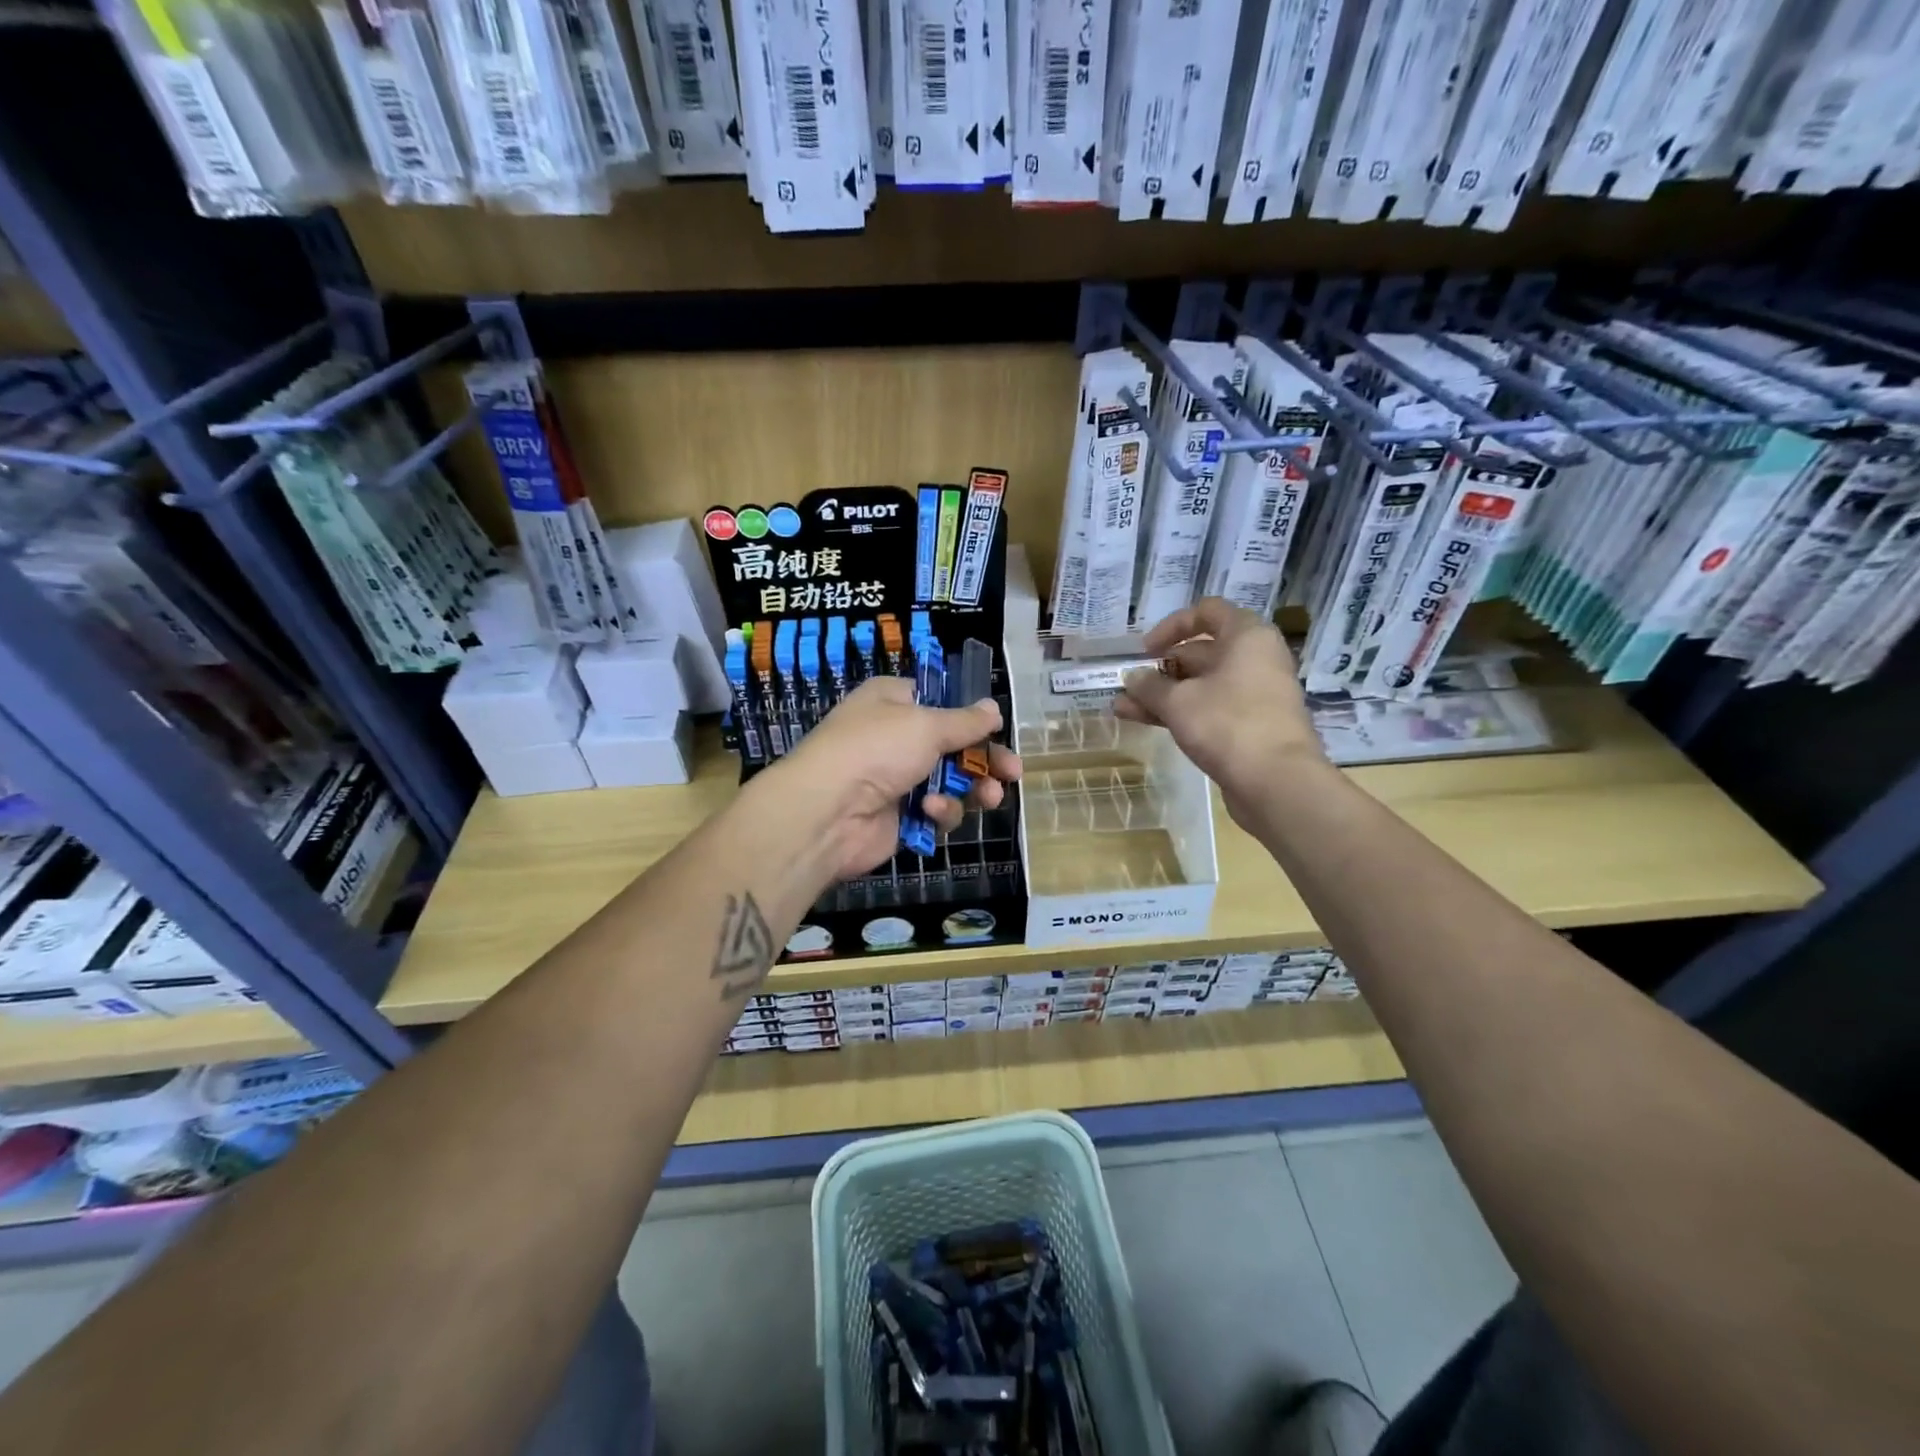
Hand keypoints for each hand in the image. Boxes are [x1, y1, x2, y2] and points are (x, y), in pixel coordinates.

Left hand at [749, 676, 1022, 882]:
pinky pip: (935, 812)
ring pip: (951, 782)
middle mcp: (895, 737)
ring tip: (990, 797)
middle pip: (954, 746)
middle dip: (985, 760)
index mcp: (893, 702)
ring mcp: (897, 779)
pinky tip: (930, 813)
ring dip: (972, 788)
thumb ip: (965, 721)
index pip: (939, 701)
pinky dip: (939, 812)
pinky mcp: (900, 817)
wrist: (828, 812)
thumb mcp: (925, 725)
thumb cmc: (876, 750)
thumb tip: (993, 708)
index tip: (995, 728)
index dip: (969, 715)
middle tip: (1013, 772)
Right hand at [1114, 598, 1325, 823]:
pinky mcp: (1250, 726)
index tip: (1145, 650)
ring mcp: (1254, 695)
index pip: (1207, 612)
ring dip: (1162, 694)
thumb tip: (1132, 678)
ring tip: (1122, 707)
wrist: (1276, 782)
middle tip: (1128, 684)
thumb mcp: (1178, 701)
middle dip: (1160, 668)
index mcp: (1246, 637)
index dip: (1172, 626)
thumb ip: (1150, 686)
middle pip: (1201, 652)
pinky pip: (1209, 709)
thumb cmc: (1228, 724)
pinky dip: (1180, 713)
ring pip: (1201, 685)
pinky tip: (1143, 722)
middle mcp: (1255, 659)